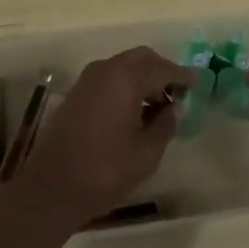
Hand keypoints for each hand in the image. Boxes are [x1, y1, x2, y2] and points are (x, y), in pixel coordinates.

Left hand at [0, 46, 195, 233]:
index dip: (182, 76)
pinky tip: (134, 110)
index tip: (198, 82)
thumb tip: (175, 108)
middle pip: (142, 58)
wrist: (50, 188)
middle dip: (162, 71)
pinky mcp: (77, 92)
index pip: (162, 69)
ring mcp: (88, 79)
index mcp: (126, 79)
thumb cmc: (103, 172)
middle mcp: (107, 70)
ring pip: (124, 65)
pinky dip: (126, 84)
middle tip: (178, 93)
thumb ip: (164, 125)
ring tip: (157, 106)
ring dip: (143, 77)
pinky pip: (110, 76)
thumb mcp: (145, 154)